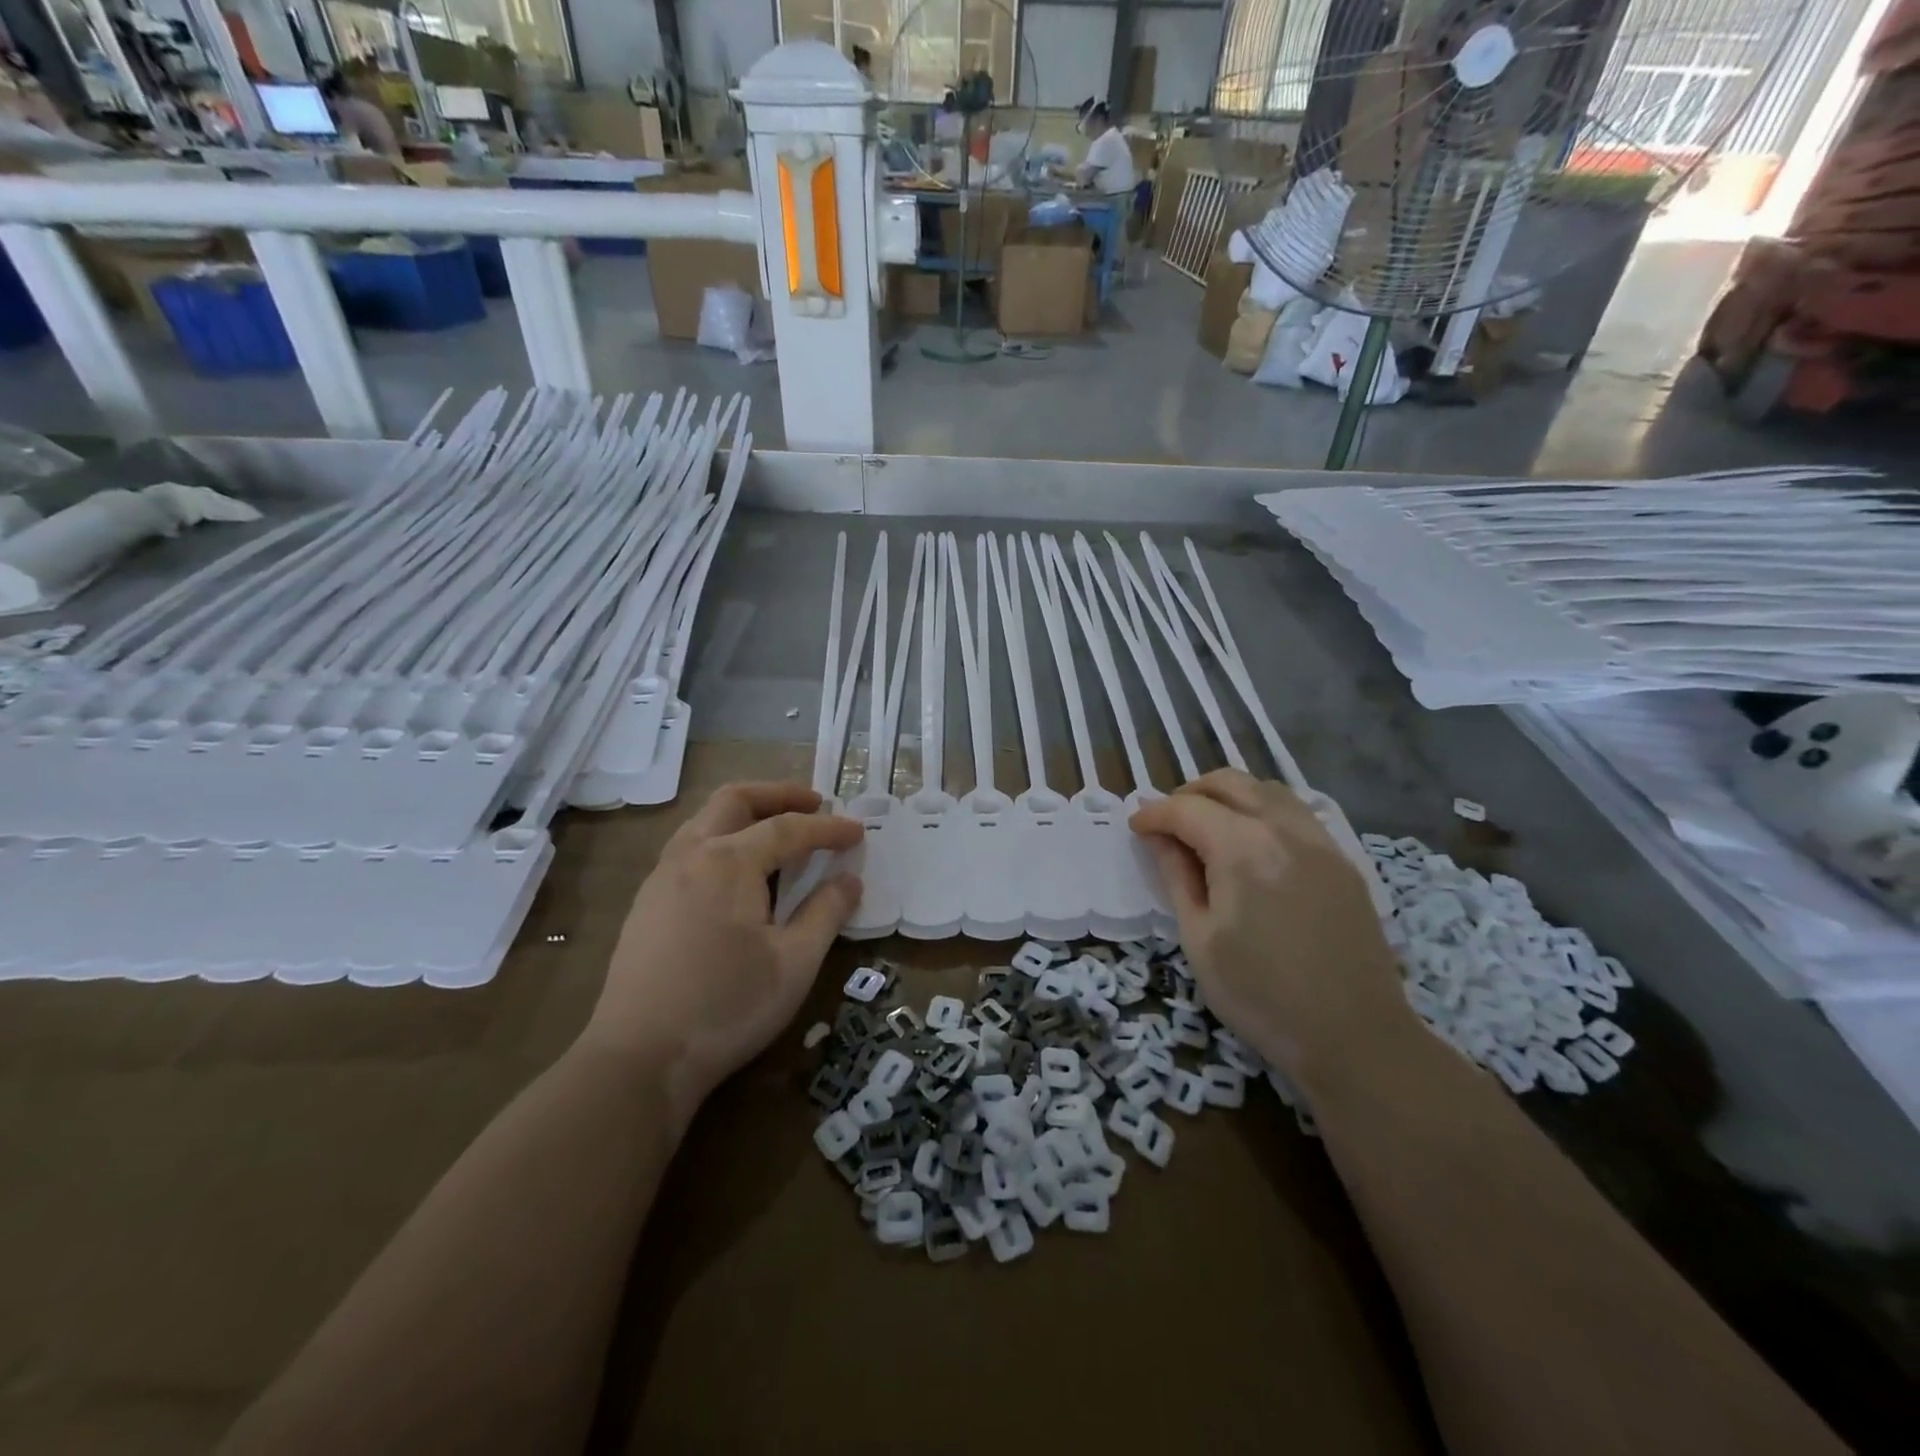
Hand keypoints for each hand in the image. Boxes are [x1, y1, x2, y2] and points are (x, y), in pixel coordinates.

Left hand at [582, 782, 862, 1117]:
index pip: (788, 829)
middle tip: (814, 803)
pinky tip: (736, 873)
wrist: (638, 1059)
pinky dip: (721, 838)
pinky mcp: (646, 903)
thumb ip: (826, 913)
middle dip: (778, 794)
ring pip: (705, 820)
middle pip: (735, 800)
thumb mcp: (795, 963)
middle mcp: (690, 854)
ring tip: (777, 831)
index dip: (828, 828)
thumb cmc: (727, 1007)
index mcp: (729, 861)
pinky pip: (688, 848)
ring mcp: (661, 877)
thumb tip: (849, 880)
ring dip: (745, 814)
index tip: (858, 832)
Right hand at [1129, 770, 1409, 1079]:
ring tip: (1208, 827)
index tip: (1135, 828)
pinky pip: (1296, 813)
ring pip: (1267, 790)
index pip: (1186, 809)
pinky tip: (1252, 844)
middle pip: (1229, 783)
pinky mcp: (1342, 861)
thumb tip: (1159, 838)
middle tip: (1167, 823)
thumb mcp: (1200, 939)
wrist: (1355, 1037)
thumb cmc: (1260, 995)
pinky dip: (1263, 811)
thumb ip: (1177, 877)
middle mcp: (1284, 829)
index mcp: (1243, 848)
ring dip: (1229, 796)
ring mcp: (1320, 841)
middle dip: (1189, 794)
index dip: (1154, 815)